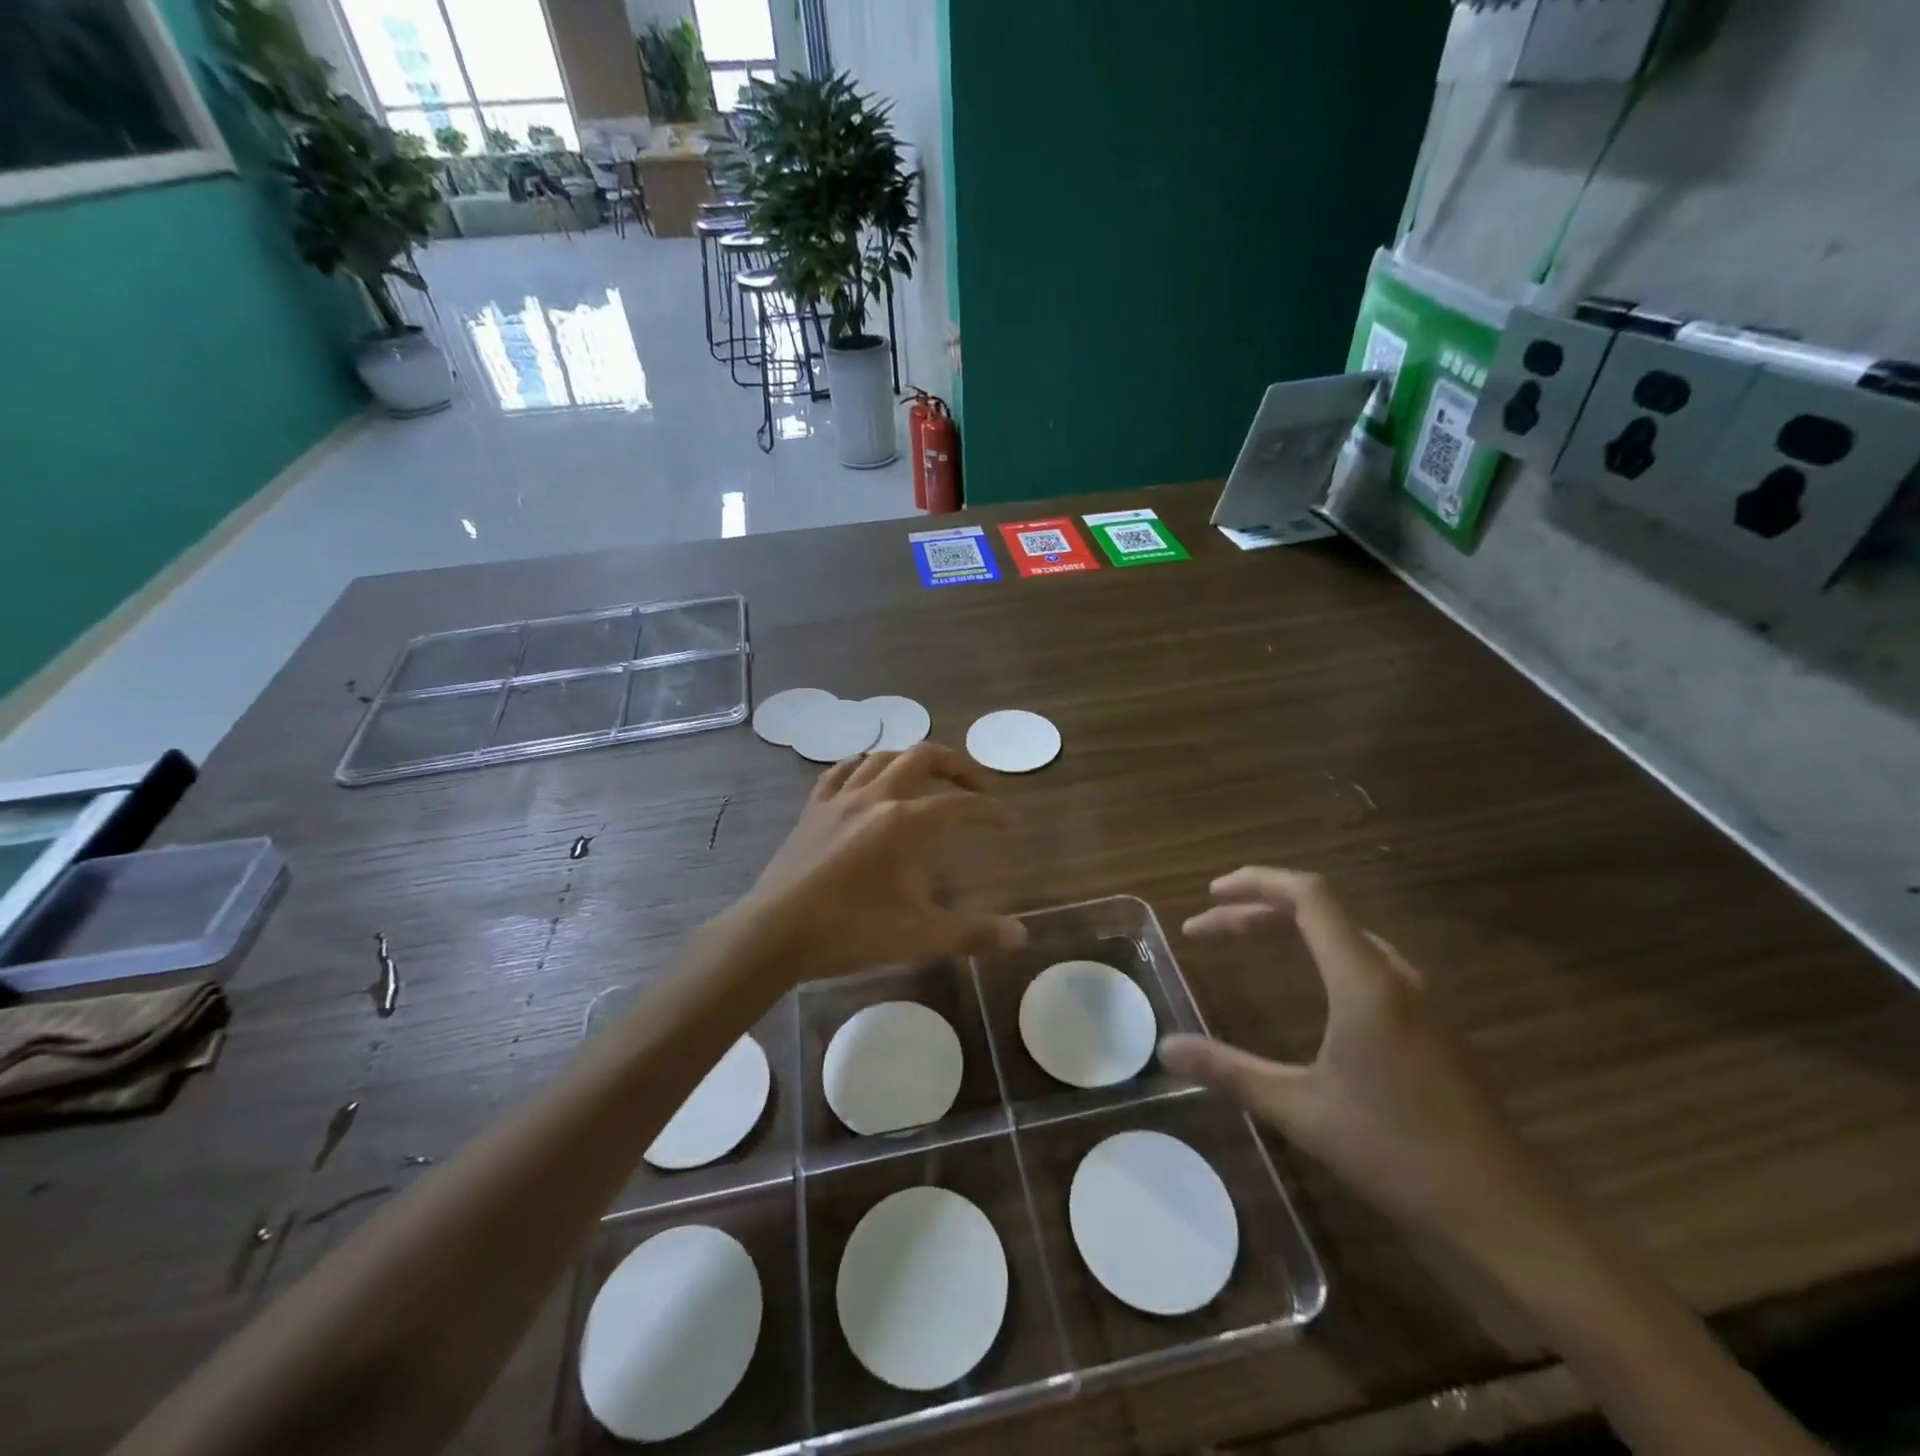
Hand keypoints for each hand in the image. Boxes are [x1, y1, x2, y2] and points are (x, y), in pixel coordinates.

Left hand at [714, 742, 1026, 980]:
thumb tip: (1021, 935)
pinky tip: (866, 774)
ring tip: (925, 779)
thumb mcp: (919, 935)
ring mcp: (840, 799)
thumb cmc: (851, 930)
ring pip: (881, 757)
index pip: (960, 805)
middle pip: (922, 757)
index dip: (990, 811)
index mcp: (906, 822)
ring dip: (910, 761)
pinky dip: (861, 765)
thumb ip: (973, 932)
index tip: (1009, 822)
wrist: (776, 933)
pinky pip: (839, 771)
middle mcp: (876, 797)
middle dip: (955, 766)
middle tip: (973, 789)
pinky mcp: (812, 809)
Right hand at [1159, 868, 1563, 1258]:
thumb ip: (1230, 1072)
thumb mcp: (1302, 1111)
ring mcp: (1417, 996)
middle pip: (1317, 911)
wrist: (1509, 1212)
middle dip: (1254, 911)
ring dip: (1285, 929)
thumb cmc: (1399, 1153)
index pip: (1308, 896)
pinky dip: (1316, 951)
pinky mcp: (1428, 1020)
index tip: (1209, 894)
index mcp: (1363, 981)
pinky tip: (1304, 982)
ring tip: (1242, 942)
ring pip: (1340, 935)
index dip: (1255, 882)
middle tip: (1204, 932)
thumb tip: (1166, 1049)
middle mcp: (1392, 974)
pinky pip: (1361, 958)